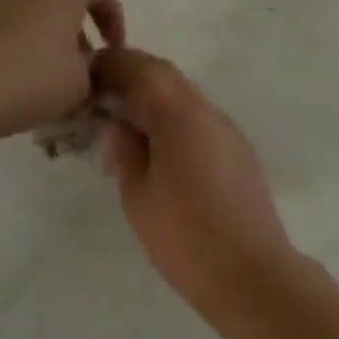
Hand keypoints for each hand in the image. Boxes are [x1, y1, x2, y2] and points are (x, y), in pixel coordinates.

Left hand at [0, 0, 124, 143]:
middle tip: (80, 66)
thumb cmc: (29, 80)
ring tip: (43, 75)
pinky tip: (9, 76)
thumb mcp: (80, 85)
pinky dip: (12, 42)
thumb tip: (85, 66)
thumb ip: (93, 71)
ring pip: (27, 8)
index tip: (113, 49)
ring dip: (42, 35)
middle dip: (76, 28)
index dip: (113, 14)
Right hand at [92, 48, 295, 306]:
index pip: (142, 68)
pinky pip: (201, 119)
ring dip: (154, 99)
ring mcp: (229, 131)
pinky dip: (175, 119)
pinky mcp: (240, 152)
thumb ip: (125, 150)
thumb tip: (119, 124)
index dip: (112, 64)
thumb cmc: (184, 236)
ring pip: (186, 96)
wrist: (251, 273)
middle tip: (101, 98)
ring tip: (126, 125)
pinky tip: (160, 148)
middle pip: (166, 76)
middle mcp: (208, 112)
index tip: (87, 75)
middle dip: (132, 77)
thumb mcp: (138, 194)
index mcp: (179, 115)